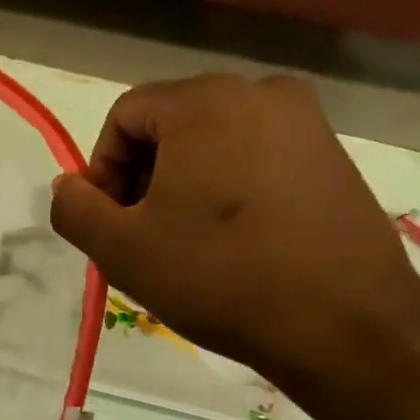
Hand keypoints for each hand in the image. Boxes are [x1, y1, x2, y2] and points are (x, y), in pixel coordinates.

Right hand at [50, 74, 419, 392]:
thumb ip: (73, 208)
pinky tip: (234, 239)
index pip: (124, 117)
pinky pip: (255, 155)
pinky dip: (229, 187)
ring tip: (188, 242)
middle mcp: (260, 91)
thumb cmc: (221, 277)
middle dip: (143, 176)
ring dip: (183, 183)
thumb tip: (70, 185)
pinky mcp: (334, 154)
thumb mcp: (120, 249)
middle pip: (169, 124)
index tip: (112, 223)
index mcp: (205, 101)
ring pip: (212, 141)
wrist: (349, 328)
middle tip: (144, 235)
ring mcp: (307, 121)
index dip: (104, 170)